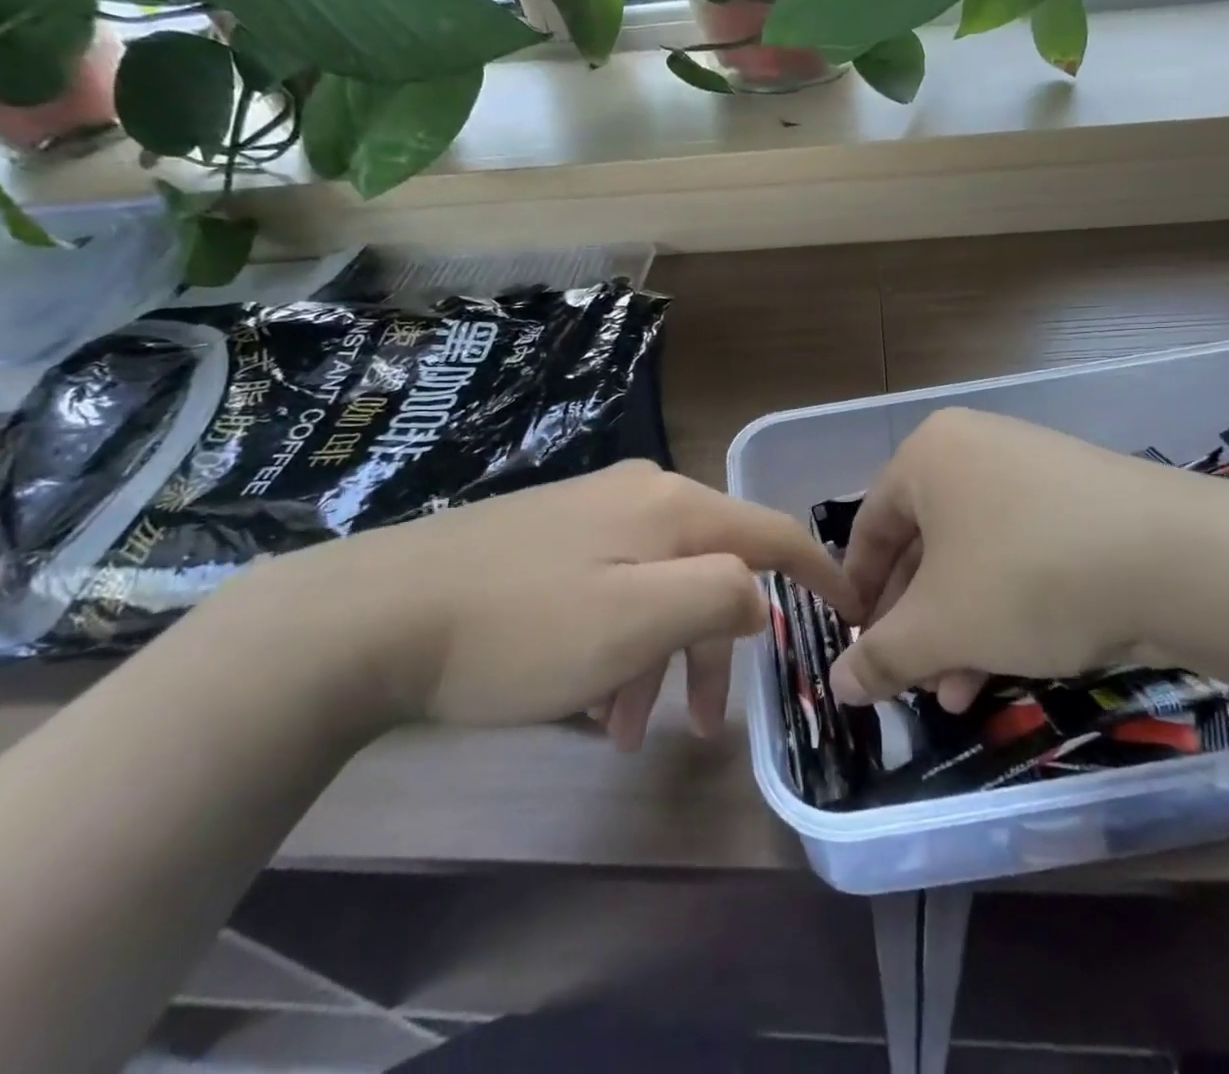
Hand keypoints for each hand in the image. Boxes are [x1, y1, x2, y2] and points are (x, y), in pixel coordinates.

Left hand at [240, 461, 847, 748]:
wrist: (376, 614)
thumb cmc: (522, 627)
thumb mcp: (637, 619)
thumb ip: (718, 596)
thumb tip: (757, 595)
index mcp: (671, 507)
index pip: (771, 531)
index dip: (819, 571)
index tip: (853, 611)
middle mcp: (638, 497)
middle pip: (711, 568)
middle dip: (719, 646)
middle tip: (711, 724)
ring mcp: (589, 516)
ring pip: (657, 589)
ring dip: (661, 659)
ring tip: (631, 732)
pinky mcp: (549, 543)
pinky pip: (612, 593)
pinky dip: (619, 647)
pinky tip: (589, 702)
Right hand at [828, 408, 1228, 707]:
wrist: (1181, 561)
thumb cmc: (1027, 577)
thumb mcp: (941, 626)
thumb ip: (881, 657)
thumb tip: (836, 686)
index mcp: (927, 455)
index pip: (870, 529)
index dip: (859, 595)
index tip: (857, 648)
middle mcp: (976, 449)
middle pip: (924, 546)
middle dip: (917, 623)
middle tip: (912, 680)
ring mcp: (1034, 470)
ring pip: (974, 558)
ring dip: (959, 628)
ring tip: (958, 693)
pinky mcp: (1082, 499)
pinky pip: (1021, 552)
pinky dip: (1005, 607)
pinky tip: (1010, 663)